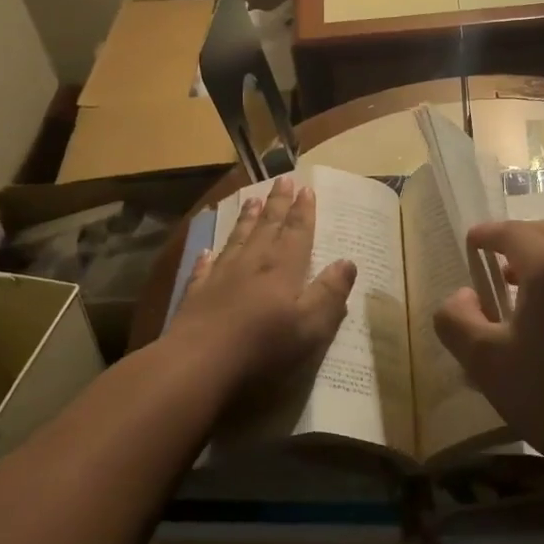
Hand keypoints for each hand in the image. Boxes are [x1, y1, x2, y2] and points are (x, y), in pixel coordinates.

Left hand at [168, 176, 356, 390]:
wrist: (198, 364)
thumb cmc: (263, 347)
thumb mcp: (311, 326)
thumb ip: (330, 293)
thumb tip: (348, 262)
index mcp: (283, 270)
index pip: (297, 234)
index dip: (303, 212)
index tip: (307, 189)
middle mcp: (252, 265)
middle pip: (267, 228)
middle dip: (277, 204)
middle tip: (282, 180)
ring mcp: (220, 278)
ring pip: (237, 241)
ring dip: (246, 220)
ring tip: (251, 200)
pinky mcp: (196, 296)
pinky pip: (204, 269)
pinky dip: (208, 258)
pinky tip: (207, 250)